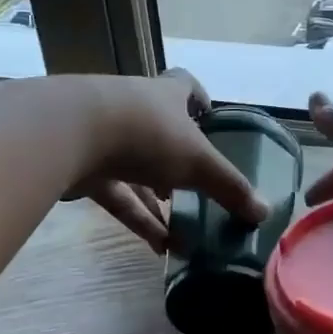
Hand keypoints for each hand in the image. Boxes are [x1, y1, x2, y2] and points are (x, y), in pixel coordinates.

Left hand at [70, 71, 269, 251]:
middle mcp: (135, 111)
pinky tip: (159, 247)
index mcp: (164, 97)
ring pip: (138, 171)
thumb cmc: (145, 134)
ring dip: (159, 201)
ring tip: (185, 231)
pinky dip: (139, 219)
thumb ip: (229, 187)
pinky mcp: (85, 169)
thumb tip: (264, 212)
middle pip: (160, 133)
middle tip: (201, 190)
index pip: (184, 86)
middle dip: (180, 162)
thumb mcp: (196, 162)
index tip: (211, 117)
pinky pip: (118, 196)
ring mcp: (106, 139)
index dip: (199, 98)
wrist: (69, 135)